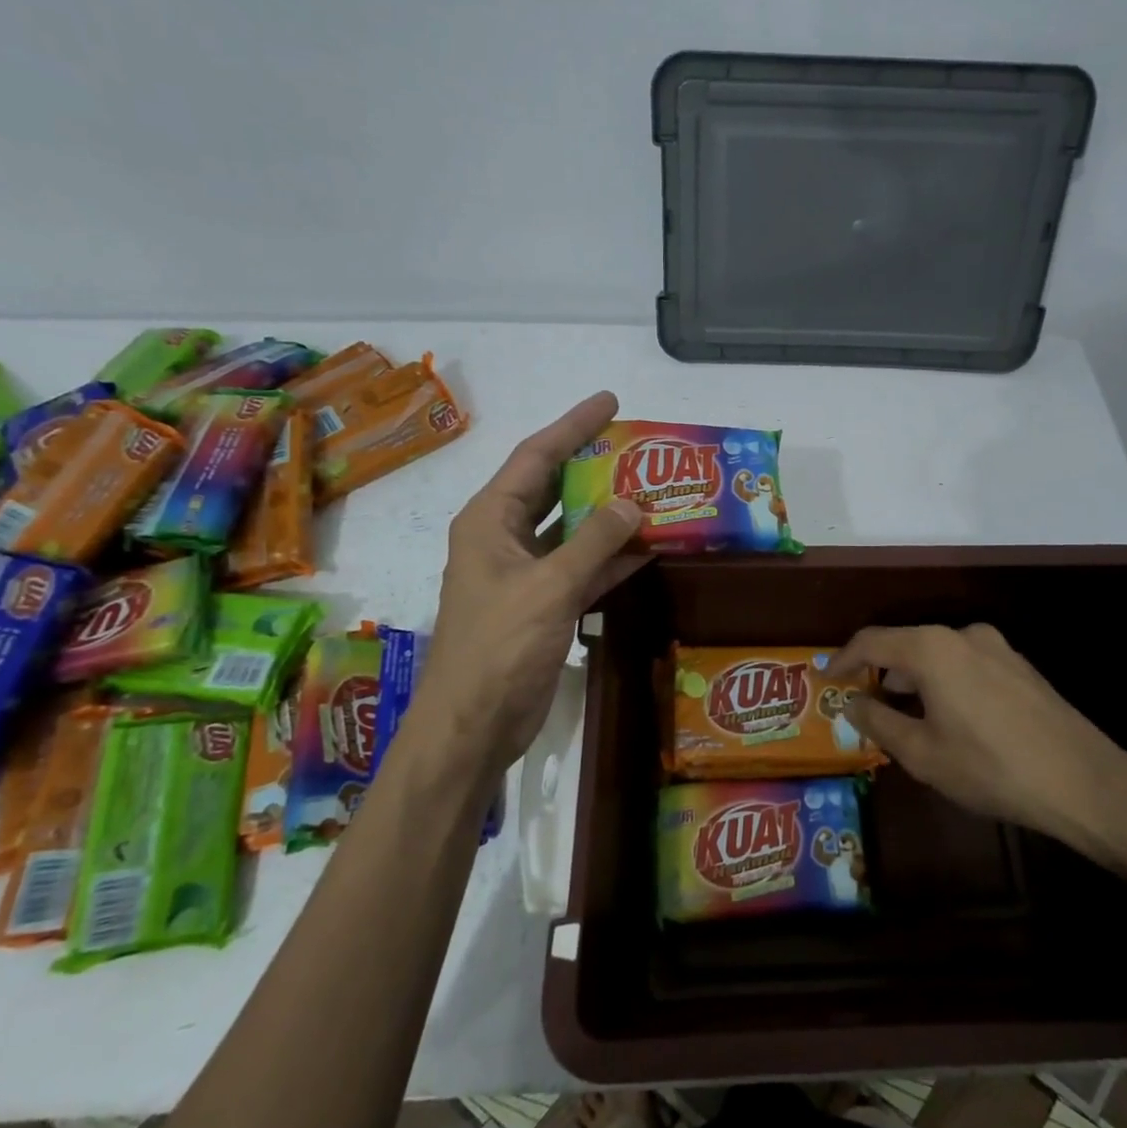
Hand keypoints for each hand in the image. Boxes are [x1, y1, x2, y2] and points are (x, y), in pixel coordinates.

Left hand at [401, 391, 638, 790]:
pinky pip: (581, 568)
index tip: (610, 402)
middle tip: (636, 446)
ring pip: (570, 530)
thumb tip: (634, 504)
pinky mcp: (542, 605)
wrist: (474, 725)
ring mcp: (523, 573)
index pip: (534, 457)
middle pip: (551, 488)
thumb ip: (594, 542)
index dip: (572, 426)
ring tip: (652, 492)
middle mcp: (502, 539)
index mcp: (488, 520)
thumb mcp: (549, 587)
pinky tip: (647, 550)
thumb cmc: (500, 646)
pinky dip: (610, 559)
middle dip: (592, 467)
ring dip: (607, 516)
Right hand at [828, 623, 1126, 869]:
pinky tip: (949, 717)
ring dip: (914, 678)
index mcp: (931, 648)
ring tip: (904, 714)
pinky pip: (965, 663)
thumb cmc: (991, 768)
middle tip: (863, 701)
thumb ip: (878, 721)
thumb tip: (852, 702)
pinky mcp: (1020, 666)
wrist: (1084, 782)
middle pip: (906, 643)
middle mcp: (962, 635)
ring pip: (937, 654)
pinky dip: (944, 681)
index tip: (827, 680)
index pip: (872, 641)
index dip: (844, 659)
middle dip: (880, 671)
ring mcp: (997, 647)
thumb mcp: (922, 753)